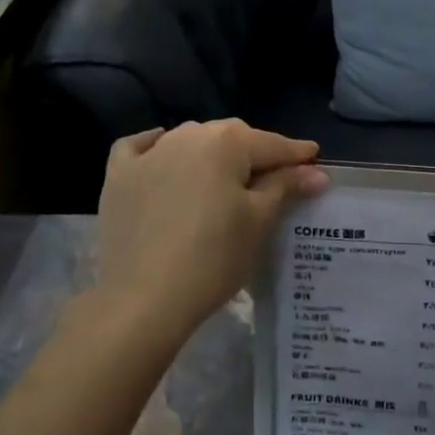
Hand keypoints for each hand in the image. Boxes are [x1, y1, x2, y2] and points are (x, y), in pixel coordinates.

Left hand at [95, 120, 327, 344]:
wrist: (144, 299)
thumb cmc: (213, 258)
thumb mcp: (259, 221)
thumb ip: (285, 187)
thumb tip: (315, 172)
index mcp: (225, 143)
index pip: (272, 144)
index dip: (297, 154)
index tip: (315, 159)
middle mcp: (186, 136)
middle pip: (231, 137)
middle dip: (256, 151)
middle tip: (276, 176)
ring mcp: (148, 154)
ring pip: (190, 140)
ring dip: (212, 151)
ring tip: (226, 175)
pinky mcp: (118, 177)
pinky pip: (140, 149)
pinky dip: (156, 148)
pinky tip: (163, 154)